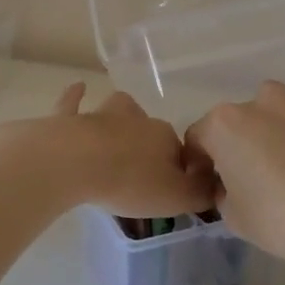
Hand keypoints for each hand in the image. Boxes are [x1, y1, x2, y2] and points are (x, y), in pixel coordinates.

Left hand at [33, 83, 217, 217]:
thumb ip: (200, 193)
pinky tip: (79, 87)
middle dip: (150, 146)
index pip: (180, 151)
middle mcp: (137, 118)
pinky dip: (76, 96)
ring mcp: (101, 115)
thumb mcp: (176, 197)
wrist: (75, 163)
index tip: (170, 189)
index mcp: (165, 136)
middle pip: (151, 130)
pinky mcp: (69, 119)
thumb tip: (216, 186)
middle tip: (142, 173)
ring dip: (120, 119)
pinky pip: (73, 103)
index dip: (178, 169)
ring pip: (118, 110)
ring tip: (117, 134)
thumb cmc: (129, 182)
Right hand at [184, 82, 284, 274]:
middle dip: (235, 147)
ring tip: (283, 177)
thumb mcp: (233, 217)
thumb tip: (231, 183)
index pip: (197, 138)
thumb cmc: (281, 219)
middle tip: (246, 182)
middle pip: (236, 123)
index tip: (209, 189)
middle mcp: (260, 105)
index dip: (198, 165)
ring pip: (273, 119)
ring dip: (270, 139)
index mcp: (226, 124)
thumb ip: (223, 192)